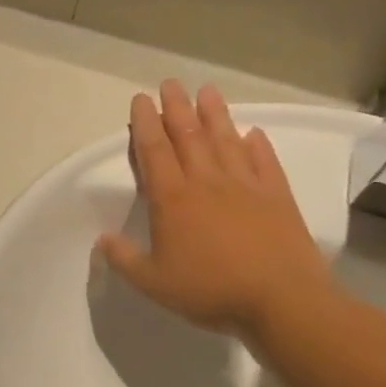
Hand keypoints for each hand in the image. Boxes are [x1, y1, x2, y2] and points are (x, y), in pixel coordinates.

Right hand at [96, 82, 334, 342]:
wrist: (284, 303)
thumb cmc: (211, 290)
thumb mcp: (153, 283)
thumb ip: (124, 259)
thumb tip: (101, 239)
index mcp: (172, 198)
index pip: (154, 150)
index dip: (145, 122)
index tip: (141, 99)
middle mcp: (206, 182)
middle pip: (189, 135)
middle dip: (176, 107)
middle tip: (171, 83)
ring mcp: (246, 187)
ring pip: (226, 141)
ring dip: (215, 114)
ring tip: (207, 91)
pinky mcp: (278, 198)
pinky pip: (265, 163)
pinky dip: (258, 146)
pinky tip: (253, 133)